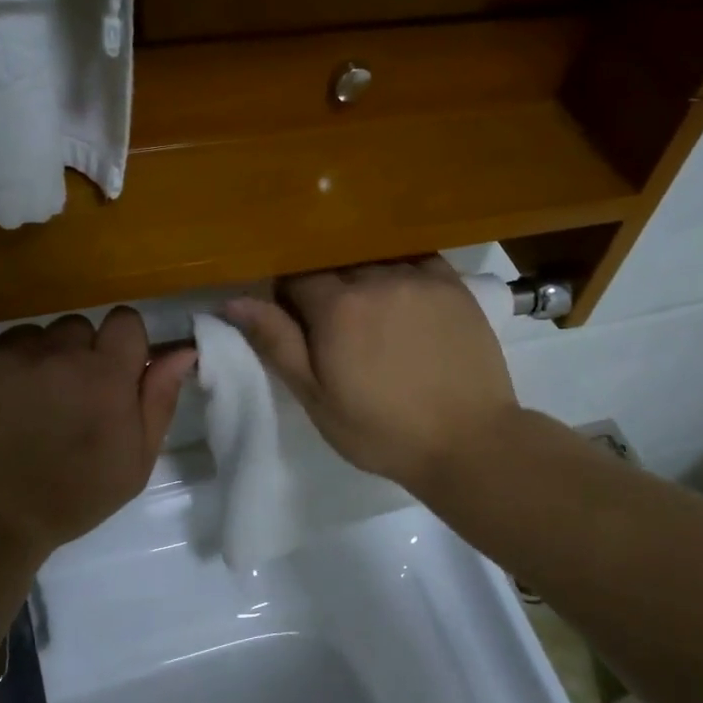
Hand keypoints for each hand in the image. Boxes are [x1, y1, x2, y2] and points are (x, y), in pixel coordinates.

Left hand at [0, 308, 194, 560]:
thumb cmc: (65, 501)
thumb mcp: (132, 463)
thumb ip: (158, 400)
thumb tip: (182, 352)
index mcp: (102, 374)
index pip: (124, 321)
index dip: (120, 344)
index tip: (110, 373)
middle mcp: (52, 352)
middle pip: (73, 328)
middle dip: (73, 356)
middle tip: (59, 401)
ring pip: (24, 339)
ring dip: (27, 364)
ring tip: (12, 411)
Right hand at [223, 257, 520, 494]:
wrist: (467, 441)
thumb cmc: (381, 429)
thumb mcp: (317, 397)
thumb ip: (277, 343)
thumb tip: (234, 300)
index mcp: (336, 306)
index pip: (296, 278)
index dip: (290, 299)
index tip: (297, 322)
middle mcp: (375, 278)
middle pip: (336, 266)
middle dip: (328, 289)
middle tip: (338, 327)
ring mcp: (418, 277)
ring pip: (375, 261)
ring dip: (366, 280)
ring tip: (376, 316)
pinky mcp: (454, 285)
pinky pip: (416, 261)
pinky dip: (403, 273)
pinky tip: (406, 299)